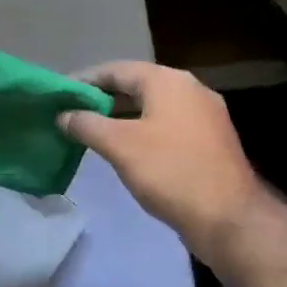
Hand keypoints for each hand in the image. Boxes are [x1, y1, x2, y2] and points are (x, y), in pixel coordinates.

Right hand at [58, 61, 263, 245]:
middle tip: (70, 112)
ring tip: (90, 130)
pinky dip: (141, 130)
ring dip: (120, 115)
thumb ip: (86, 124)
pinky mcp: (209, 141)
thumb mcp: (119, 145)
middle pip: (136, 85)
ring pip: (151, 107)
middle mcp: (189, 90)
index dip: (84, 80)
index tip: (58, 94)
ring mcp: (204, 116)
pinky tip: (124, 148)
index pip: (116, 69)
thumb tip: (63, 115)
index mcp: (168, 82)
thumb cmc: (170, 171)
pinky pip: (166, 125)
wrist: (228, 217)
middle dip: (101, 98)